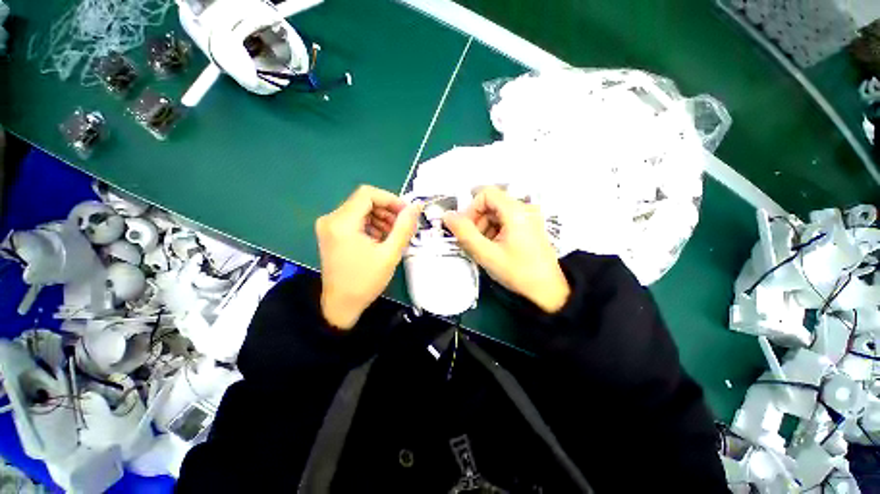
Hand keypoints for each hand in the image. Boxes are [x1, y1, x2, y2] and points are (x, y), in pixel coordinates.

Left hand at [316, 185, 420, 328]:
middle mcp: (331, 219)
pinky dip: (371, 225)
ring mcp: (329, 226)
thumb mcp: (390, 254)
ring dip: (380, 218)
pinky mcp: (331, 234)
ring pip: (360, 210)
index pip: (368, 194)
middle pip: (364, 201)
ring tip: (393, 235)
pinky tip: (381, 239)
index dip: (390, 199)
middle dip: (387, 210)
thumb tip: (416, 206)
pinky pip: (355, 220)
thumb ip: (404, 227)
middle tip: (402, 226)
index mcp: (342, 222)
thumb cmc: (365, 281)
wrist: (341, 305)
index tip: (406, 213)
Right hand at [443, 187, 569, 313]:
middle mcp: (524, 209)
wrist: (548, 291)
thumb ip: (465, 233)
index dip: (471, 208)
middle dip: (477, 221)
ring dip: (484, 228)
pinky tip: (494, 249)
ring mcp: (528, 218)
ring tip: (483, 249)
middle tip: (472, 243)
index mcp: (516, 211)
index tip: (465, 229)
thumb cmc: (517, 272)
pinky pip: (505, 221)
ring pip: (497, 213)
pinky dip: (494, 232)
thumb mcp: (486, 254)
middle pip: (491, 204)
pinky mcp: (529, 227)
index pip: (486, 194)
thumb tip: (447, 216)